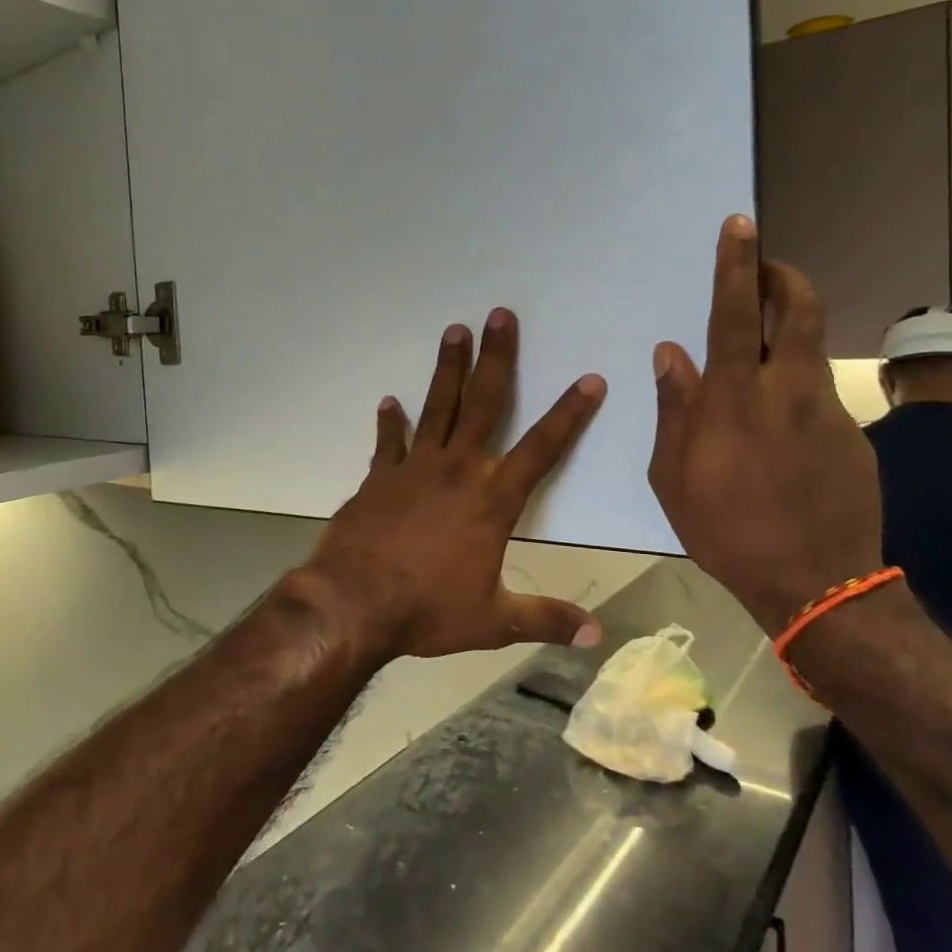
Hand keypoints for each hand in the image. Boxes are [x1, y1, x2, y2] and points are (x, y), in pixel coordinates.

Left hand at [304, 309, 607, 659]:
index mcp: (491, 499)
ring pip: (437, 406)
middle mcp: (456, 470)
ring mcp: (413, 468)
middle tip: (500, 315)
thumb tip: (597, 636)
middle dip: (497, 358)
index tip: (590, 379)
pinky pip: (388, 441)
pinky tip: (389, 401)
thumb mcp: (493, 622)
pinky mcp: (379, 477)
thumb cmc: (427, 610)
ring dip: (447, 368)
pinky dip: (389, 421)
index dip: (569, 414)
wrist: (354, 604)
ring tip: (454, 330)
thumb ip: (545, 620)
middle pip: (483, 403)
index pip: (542, 449)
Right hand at [647, 215, 882, 633]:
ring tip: (759, 363)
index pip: (738, 314)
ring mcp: (828, 410)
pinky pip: (816, 395)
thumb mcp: (674, 478)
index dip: (738, 266)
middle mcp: (788, 391)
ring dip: (787, 336)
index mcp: (735, 400)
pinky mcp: (852, 434)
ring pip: (810, 351)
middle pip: (801, 309)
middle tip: (765, 267)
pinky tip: (778, 435)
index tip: (741, 224)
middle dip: (784, 276)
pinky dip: (793, 392)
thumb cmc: (727, 532)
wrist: (818, 585)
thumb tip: (670, 353)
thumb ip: (675, 408)